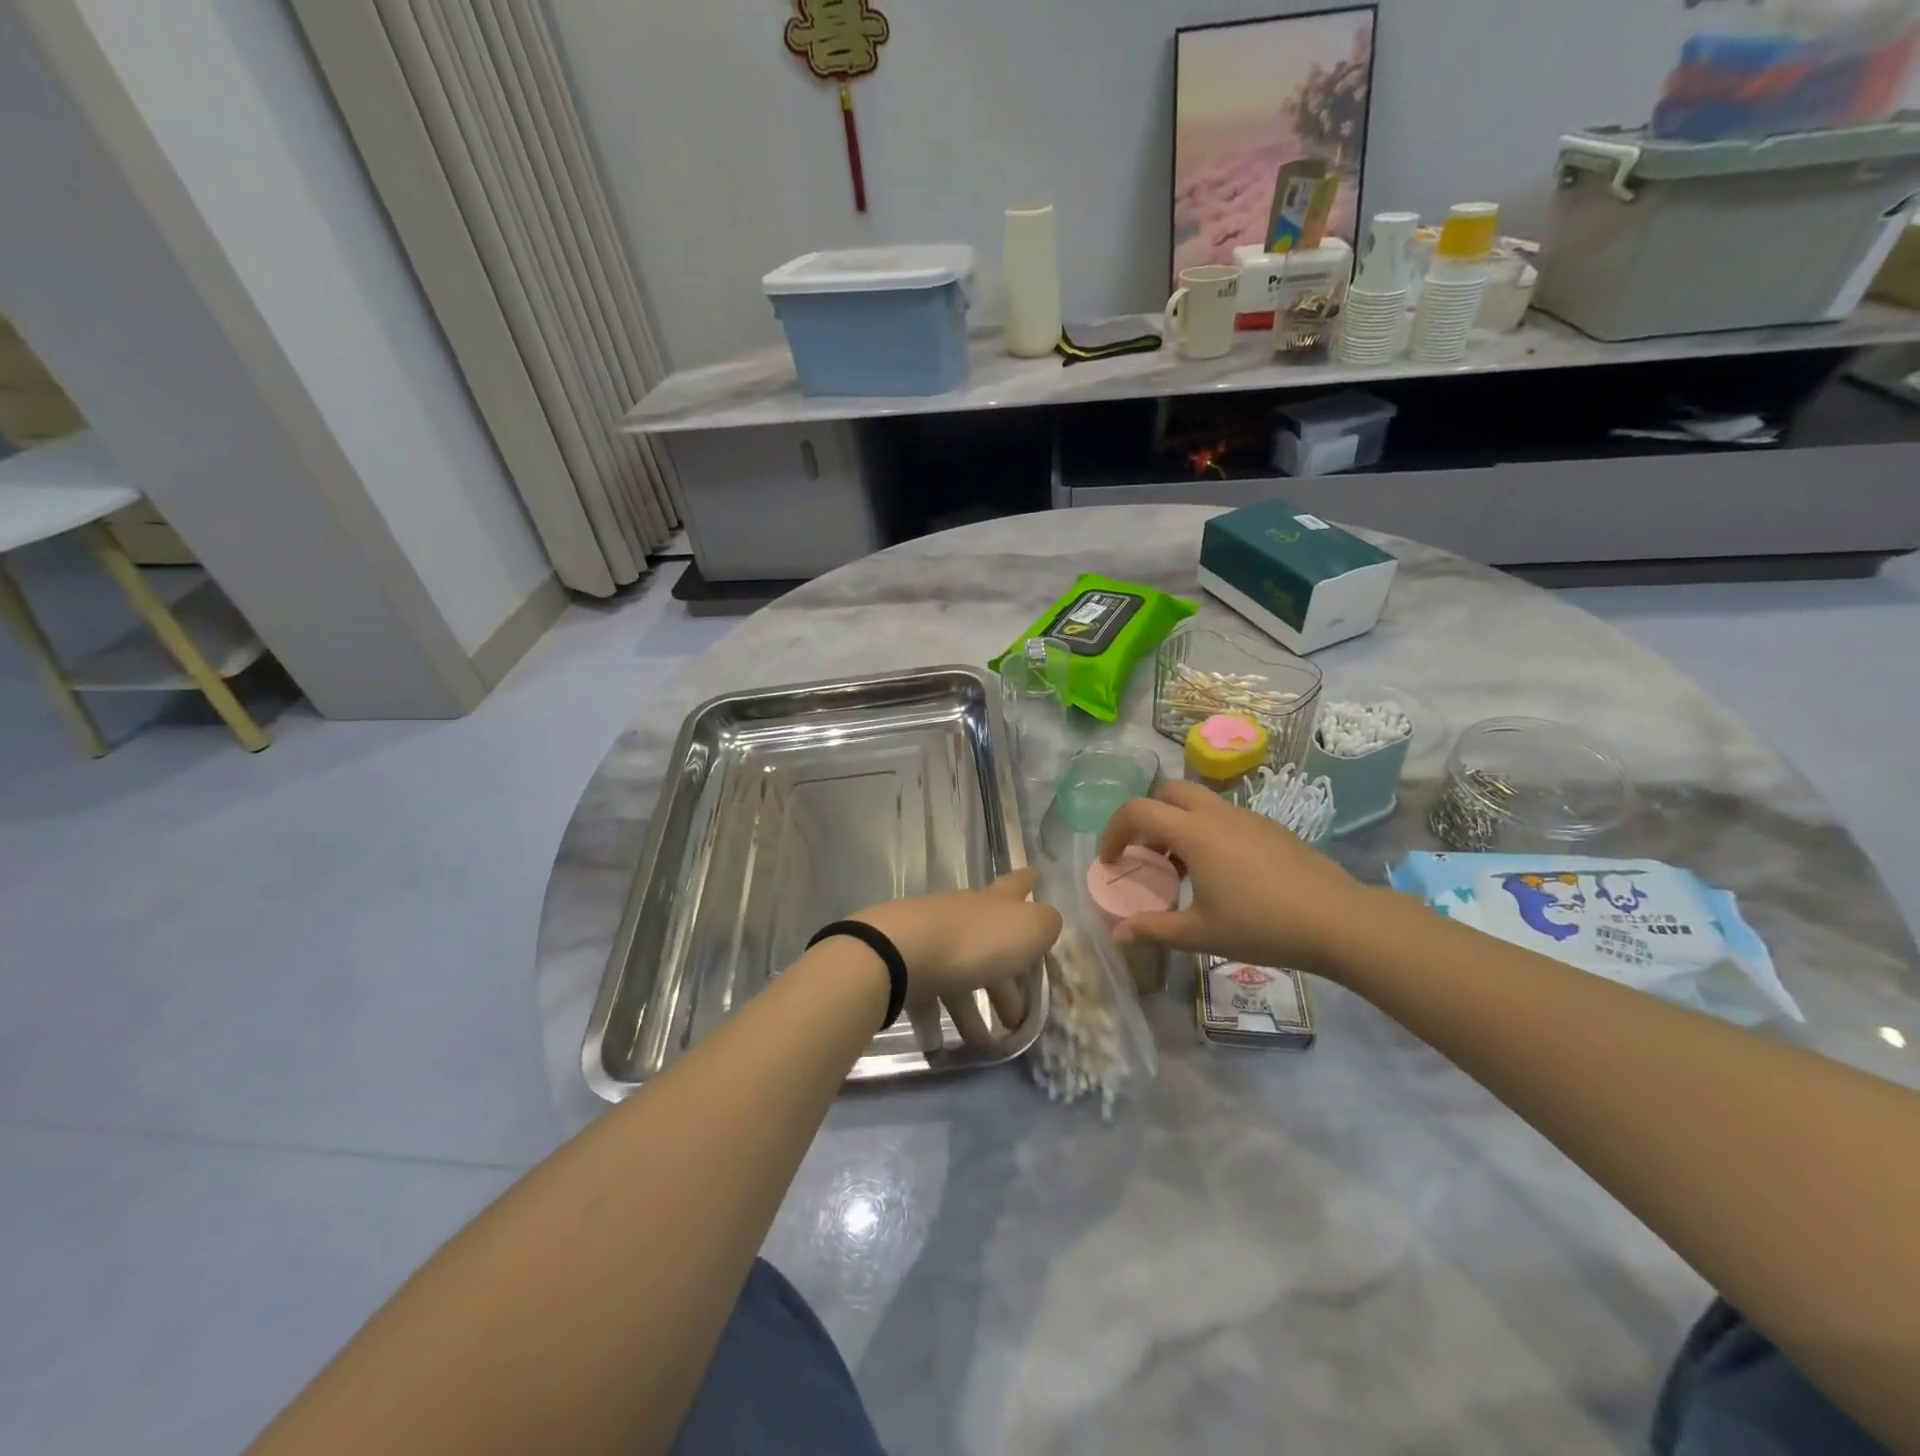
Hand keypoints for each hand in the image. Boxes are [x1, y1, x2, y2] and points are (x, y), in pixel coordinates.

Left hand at [853, 869, 1061, 1049]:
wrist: (902, 953)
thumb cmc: (975, 941)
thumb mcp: (1028, 929)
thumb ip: (1045, 924)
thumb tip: (1046, 923)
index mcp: (994, 903)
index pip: (1015, 886)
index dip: (1027, 882)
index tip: (1035, 876)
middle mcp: (963, 915)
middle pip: (990, 943)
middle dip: (1006, 980)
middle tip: (1019, 1014)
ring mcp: (932, 939)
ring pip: (960, 975)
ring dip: (974, 1010)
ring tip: (987, 1045)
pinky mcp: (906, 966)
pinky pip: (927, 996)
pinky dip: (936, 1019)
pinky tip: (941, 1045)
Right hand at [1099, 780, 1369, 975]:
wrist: (1338, 921)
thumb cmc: (1262, 926)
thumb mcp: (1201, 934)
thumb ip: (1154, 930)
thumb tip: (1118, 934)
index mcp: (1193, 832)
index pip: (1137, 811)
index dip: (1114, 831)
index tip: (1110, 861)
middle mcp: (1217, 814)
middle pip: (1167, 791)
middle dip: (1146, 815)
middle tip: (1145, 853)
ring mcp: (1247, 817)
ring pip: (1198, 802)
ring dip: (1177, 823)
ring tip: (1181, 869)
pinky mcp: (1270, 827)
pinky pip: (1224, 816)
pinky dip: (1206, 831)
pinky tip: (1221, 873)